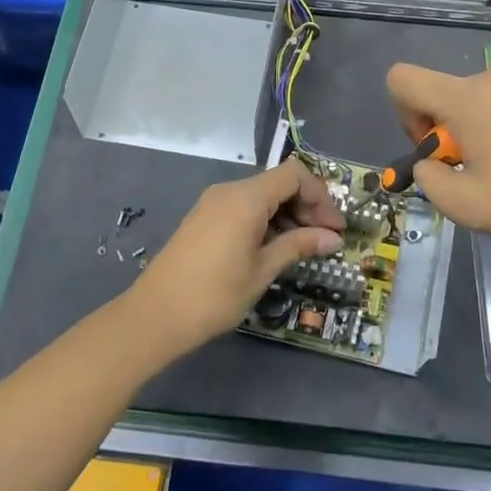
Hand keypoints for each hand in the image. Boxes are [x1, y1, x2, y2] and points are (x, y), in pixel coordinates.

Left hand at [124, 160, 345, 359]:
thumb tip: (333, 238)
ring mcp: (213, 203)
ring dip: (287, 215)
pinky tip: (274, 248)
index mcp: (246, 197)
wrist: (155, 315)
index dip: (320, 197)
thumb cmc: (215, 294)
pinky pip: (244, 207)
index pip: (294, 175)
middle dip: (307, 207)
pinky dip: (265, 220)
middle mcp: (229, 191)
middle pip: (278, 183)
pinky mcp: (204, 218)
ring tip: (303, 248)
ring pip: (262, 196)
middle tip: (325, 241)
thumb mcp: (263, 270)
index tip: (335, 228)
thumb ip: (298, 246)